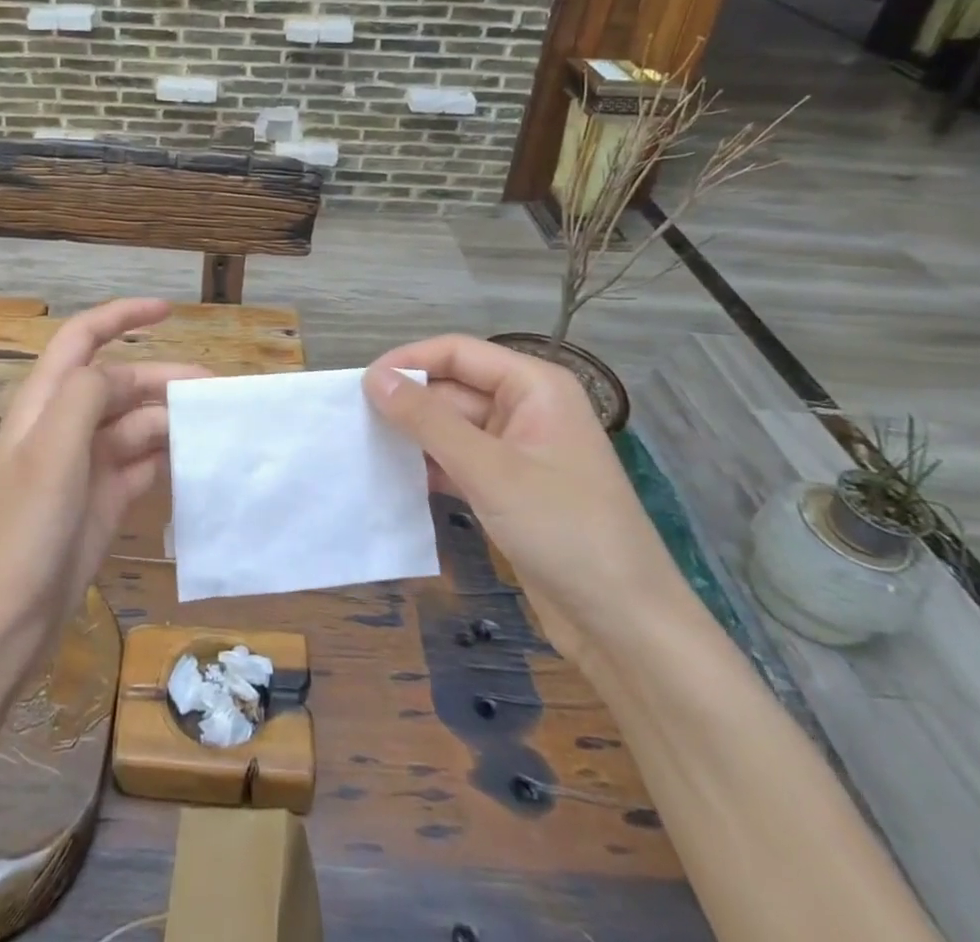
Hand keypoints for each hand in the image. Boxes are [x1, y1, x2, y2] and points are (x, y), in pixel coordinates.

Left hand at [0, 298, 207, 675]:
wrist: (4, 625)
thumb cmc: (22, 531)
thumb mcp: (50, 452)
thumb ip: (84, 396)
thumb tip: (118, 373)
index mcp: (44, 404)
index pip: (82, 339)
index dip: (122, 316)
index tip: (168, 310)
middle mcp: (64, 426)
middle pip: (120, 383)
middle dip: (164, 378)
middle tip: (216, 391)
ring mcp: (85, 465)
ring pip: (136, 424)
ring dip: (173, 419)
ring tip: (216, 425)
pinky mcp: (103, 499)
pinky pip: (143, 463)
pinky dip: (169, 455)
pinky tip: (199, 458)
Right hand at [362, 336, 695, 666]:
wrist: (626, 627)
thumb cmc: (564, 531)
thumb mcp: (490, 470)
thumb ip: (428, 420)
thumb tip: (373, 377)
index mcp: (534, 386)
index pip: (457, 352)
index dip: (408, 362)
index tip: (360, 386)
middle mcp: (527, 409)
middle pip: (453, 388)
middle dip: (408, 403)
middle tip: (353, 422)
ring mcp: (519, 451)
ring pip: (452, 427)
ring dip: (414, 436)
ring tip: (363, 447)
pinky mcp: (510, 489)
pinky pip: (459, 461)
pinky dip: (430, 466)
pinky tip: (394, 478)